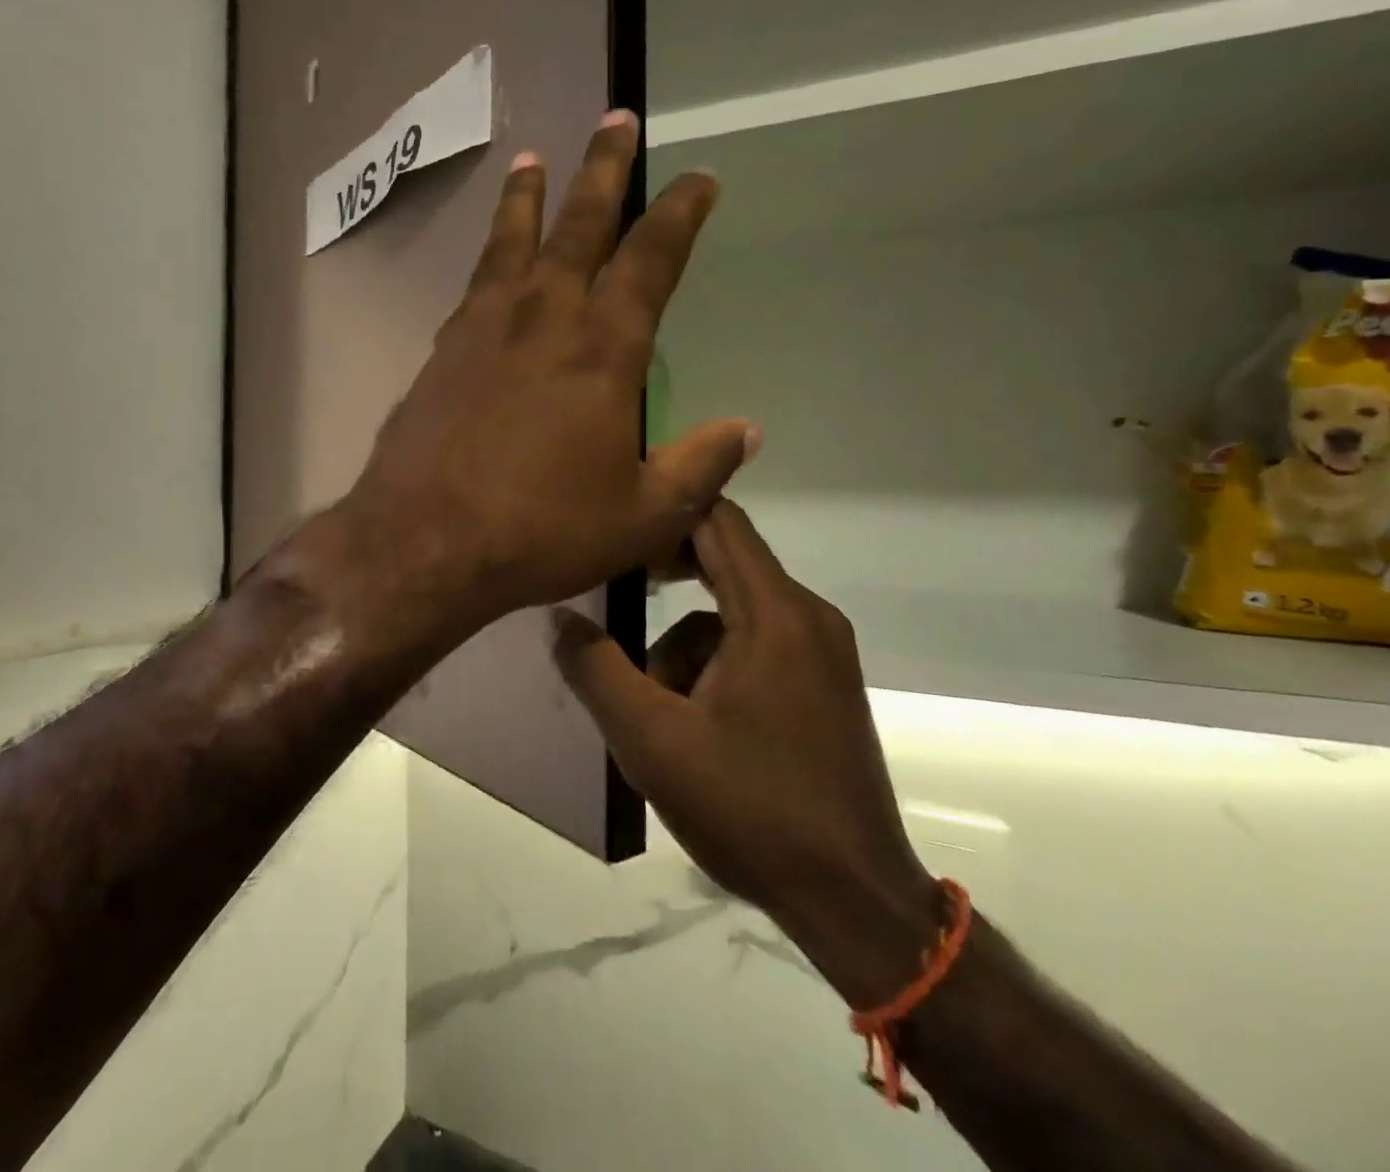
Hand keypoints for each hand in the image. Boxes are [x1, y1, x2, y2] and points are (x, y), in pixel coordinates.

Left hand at [328, 111, 755, 649]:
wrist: (425, 541)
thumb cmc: (540, 531)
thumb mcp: (641, 516)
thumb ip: (698, 467)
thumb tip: (748, 429)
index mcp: (602, 350)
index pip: (650, 260)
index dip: (679, 214)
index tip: (698, 178)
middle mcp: (542, 320)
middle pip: (578, 227)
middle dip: (602, 170)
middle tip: (613, 121)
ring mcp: (482, 331)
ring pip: (511, 244)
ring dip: (527, 198)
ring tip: (532, 160)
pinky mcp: (440, 354)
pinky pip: (472, 287)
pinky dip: (487, 260)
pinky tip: (489, 262)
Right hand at [553, 500, 938, 1004]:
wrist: (853, 902)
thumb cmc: (751, 809)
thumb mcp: (651, 740)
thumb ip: (596, 669)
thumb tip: (558, 618)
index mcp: (775, 615)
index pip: (718, 520)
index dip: (663, 508)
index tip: (611, 520)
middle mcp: (807, 618)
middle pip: (724, 559)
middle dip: (662, 574)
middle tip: (609, 594)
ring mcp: (820, 653)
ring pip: (730, 613)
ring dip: (680, 643)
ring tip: (651, 707)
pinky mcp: (820, 686)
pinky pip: (753, 644)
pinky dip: (711, 665)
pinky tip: (688, 724)